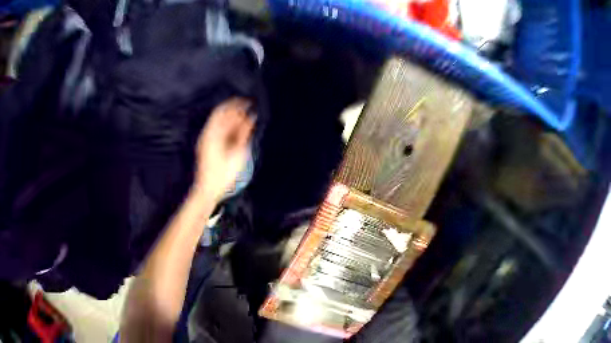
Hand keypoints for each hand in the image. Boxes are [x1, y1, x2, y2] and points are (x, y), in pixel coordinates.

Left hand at [193, 98, 254, 201]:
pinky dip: (229, 129)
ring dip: (232, 120)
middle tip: (248, 109)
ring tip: (246, 120)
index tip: (247, 101)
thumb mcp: (237, 153)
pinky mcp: (208, 147)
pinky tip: (238, 132)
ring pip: (220, 124)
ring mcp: (206, 141)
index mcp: (212, 133)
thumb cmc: (222, 173)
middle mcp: (207, 134)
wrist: (208, 190)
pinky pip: (219, 132)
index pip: (223, 111)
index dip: (235, 104)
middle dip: (234, 111)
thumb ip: (244, 132)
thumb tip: (251, 117)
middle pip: (221, 116)